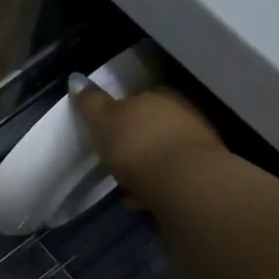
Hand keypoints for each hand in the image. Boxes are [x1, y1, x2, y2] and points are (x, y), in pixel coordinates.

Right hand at [70, 77, 230, 204]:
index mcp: (159, 95)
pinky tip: (142, 199)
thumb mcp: (104, 120)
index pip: (137, 98)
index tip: (105, 134)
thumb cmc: (138, 144)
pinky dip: (155, 185)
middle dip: (134, 142)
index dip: (119, 115)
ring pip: (162, 151)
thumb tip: (76, 79)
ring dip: (145, 166)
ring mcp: (196, 142)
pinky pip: (170, 175)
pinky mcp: (202, 172)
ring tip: (125, 186)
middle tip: (114, 160)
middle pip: (151, 126)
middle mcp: (182, 112)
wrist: (184, 182)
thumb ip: (91, 102)